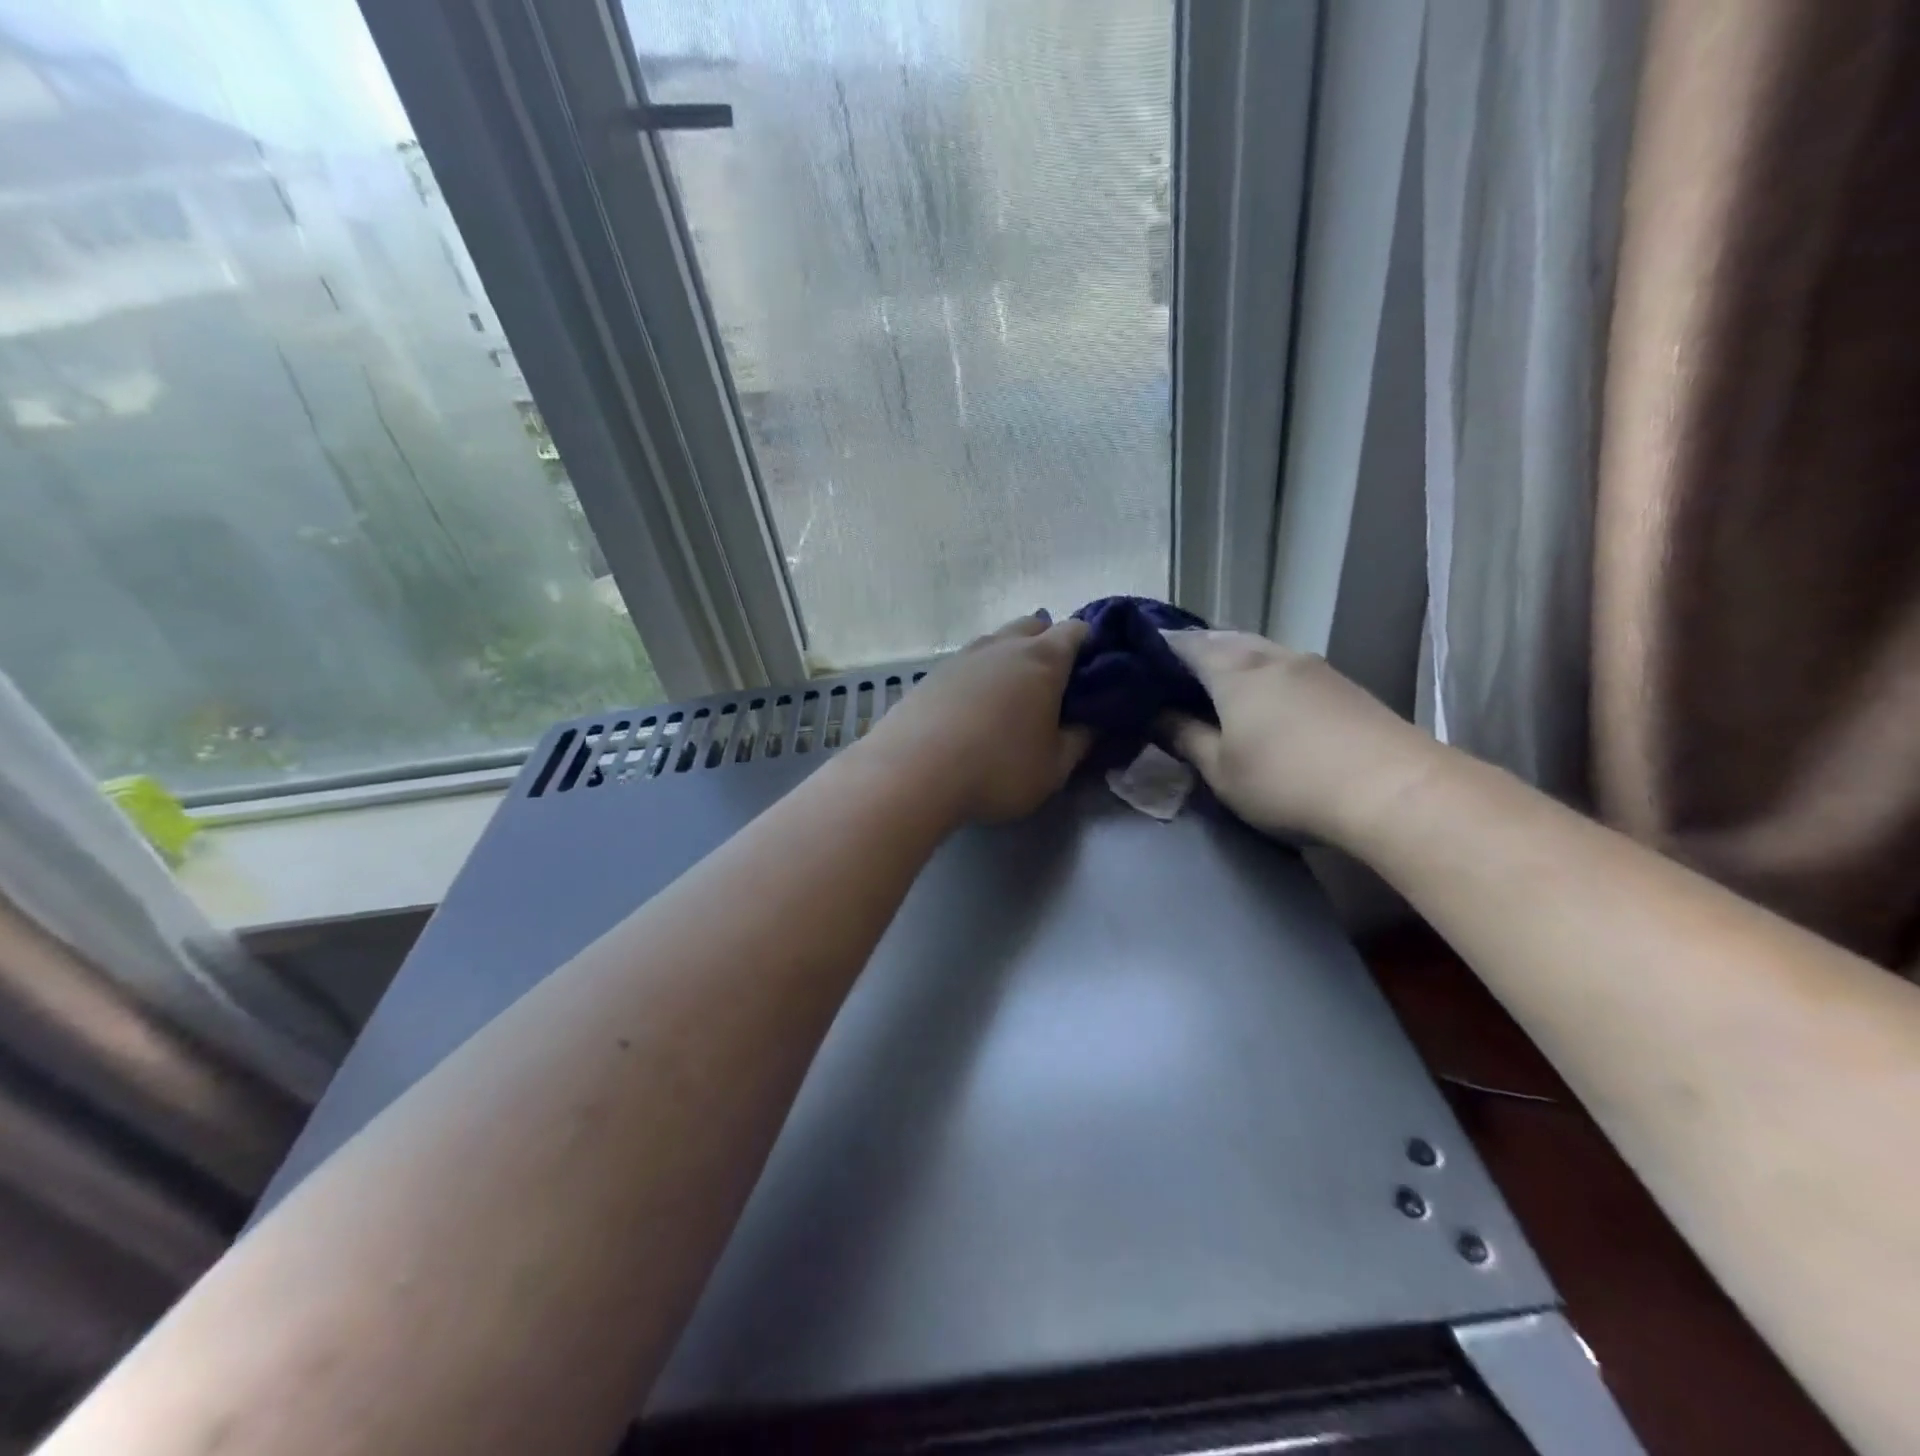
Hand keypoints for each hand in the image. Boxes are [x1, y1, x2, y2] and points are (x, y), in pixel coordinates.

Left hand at [861, 614, 1091, 824]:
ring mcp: (962, 656)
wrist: (913, 772)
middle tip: (1053, 684)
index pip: (1076, 631)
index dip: (1090, 645)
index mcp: (1043, 660)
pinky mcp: (931, 675)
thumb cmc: (998, 769)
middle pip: (1033, 625)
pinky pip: (966, 664)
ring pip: (996, 642)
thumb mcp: (1054, 768)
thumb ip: (1080, 741)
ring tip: (1011, 697)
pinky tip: (973, 709)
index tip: (1094, 671)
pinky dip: (978, 677)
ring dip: (1010, 658)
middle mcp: (1003, 646)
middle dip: (1048, 643)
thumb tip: (1091, 723)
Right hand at [1159, 630, 1433, 840]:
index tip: (1136, 665)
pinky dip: (1262, 676)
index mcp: (1233, 668)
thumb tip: (1155, 714)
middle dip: (1194, 654)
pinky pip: (1285, 667)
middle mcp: (1270, 653)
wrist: (1393, 790)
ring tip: (1214, 691)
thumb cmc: (1287, 781)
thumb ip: (1184, 737)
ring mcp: (1311, 665)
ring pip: (1258, 650)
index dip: (1155, 650)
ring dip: (1232, 664)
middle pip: (1222, 639)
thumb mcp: (1221, 770)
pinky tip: (1263, 703)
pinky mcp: (1340, 683)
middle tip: (1172, 680)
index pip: (1182, 643)